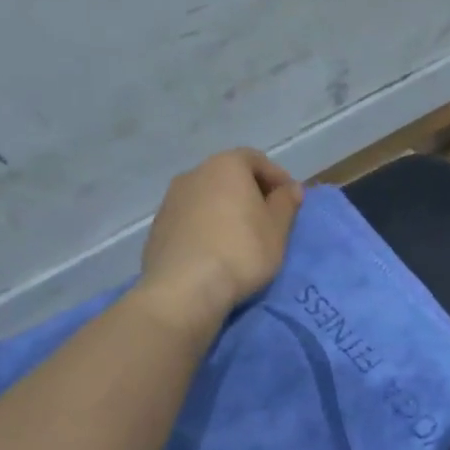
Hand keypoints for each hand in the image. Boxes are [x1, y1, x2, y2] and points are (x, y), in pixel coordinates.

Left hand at [136, 148, 303, 330]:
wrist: (184, 289)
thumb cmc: (241, 251)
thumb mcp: (277, 229)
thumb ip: (286, 203)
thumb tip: (291, 188)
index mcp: (226, 166)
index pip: (256, 160)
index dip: (277, 177)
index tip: (290, 201)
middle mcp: (194, 174)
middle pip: (229, 177)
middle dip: (250, 193)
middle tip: (268, 220)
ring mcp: (171, 200)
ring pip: (207, 198)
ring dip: (226, 211)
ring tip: (241, 239)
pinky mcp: (158, 228)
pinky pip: (190, 220)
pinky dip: (206, 228)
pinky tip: (215, 253)